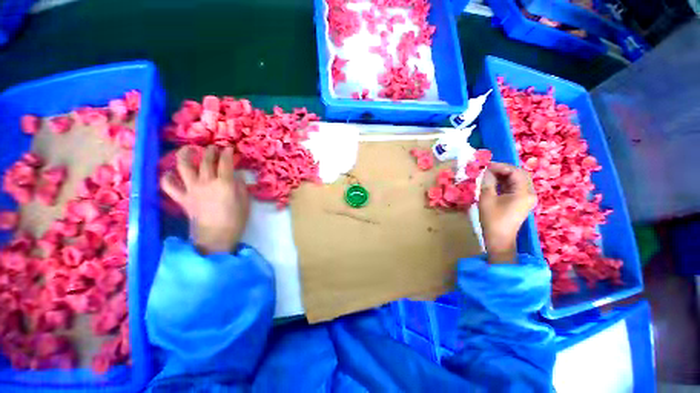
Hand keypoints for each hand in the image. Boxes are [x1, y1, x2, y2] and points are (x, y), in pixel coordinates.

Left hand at [161, 146, 250, 254]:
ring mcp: (191, 189)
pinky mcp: (182, 199)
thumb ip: (241, 186)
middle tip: (214, 148)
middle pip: (205, 161)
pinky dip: (167, 178)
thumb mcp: (245, 201)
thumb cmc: (236, 220)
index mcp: (224, 183)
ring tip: (189, 150)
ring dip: (185, 155)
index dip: (228, 153)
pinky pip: (169, 186)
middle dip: (210, 151)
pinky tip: (171, 173)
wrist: (216, 237)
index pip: (225, 162)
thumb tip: (236, 177)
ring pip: (183, 166)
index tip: (230, 149)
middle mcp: (206, 182)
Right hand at [478, 162, 536, 263]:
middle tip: (487, 169)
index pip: (515, 171)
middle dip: (503, 169)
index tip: (485, 165)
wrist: (499, 239)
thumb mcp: (487, 199)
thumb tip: (485, 171)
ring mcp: (527, 198)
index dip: (500, 166)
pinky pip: (516, 187)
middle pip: (519, 174)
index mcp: (524, 192)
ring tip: (488, 174)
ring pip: (518, 180)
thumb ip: (487, 182)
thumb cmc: (493, 219)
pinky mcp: (522, 202)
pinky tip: (494, 183)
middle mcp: (530, 193)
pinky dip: (505, 182)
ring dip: (504, 176)